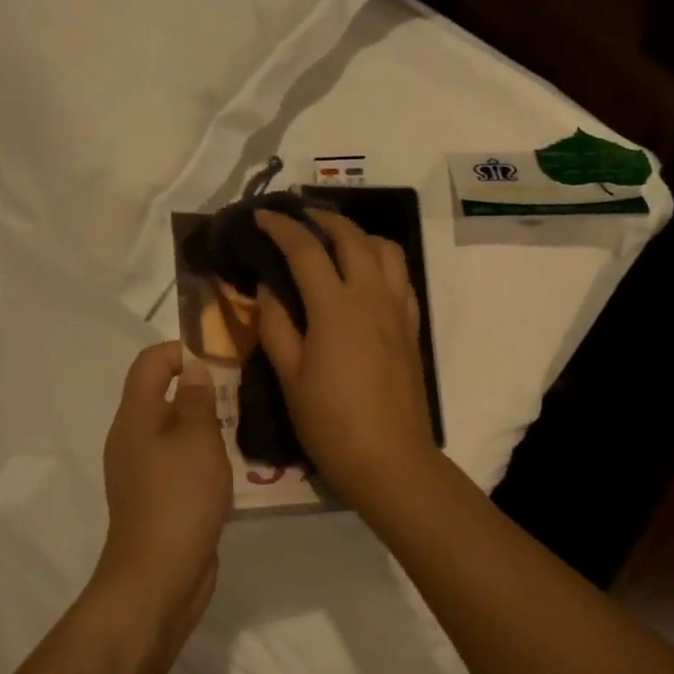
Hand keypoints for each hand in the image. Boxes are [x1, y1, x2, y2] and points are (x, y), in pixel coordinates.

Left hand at [92, 342, 231, 643]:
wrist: (158, 577)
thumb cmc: (179, 499)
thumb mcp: (197, 440)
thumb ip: (196, 399)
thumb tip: (193, 367)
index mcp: (135, 417)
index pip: (150, 362)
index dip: (181, 350)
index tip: (221, 357)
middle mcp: (132, 438)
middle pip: (162, 395)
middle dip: (200, 387)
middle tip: (241, 392)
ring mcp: (142, 471)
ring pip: (174, 430)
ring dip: (205, 424)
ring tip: (244, 426)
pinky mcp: (157, 498)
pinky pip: (179, 462)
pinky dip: (202, 455)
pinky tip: (233, 465)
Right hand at [253, 209, 439, 503]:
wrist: (389, 458)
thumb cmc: (330, 422)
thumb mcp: (289, 376)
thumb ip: (276, 325)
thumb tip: (268, 287)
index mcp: (335, 307)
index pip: (305, 249)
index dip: (281, 227)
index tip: (262, 215)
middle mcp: (371, 297)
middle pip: (352, 238)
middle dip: (323, 219)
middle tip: (298, 218)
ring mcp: (398, 310)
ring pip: (386, 251)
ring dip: (359, 235)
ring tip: (335, 241)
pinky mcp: (412, 328)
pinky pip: (401, 278)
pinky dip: (382, 262)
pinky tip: (366, 277)